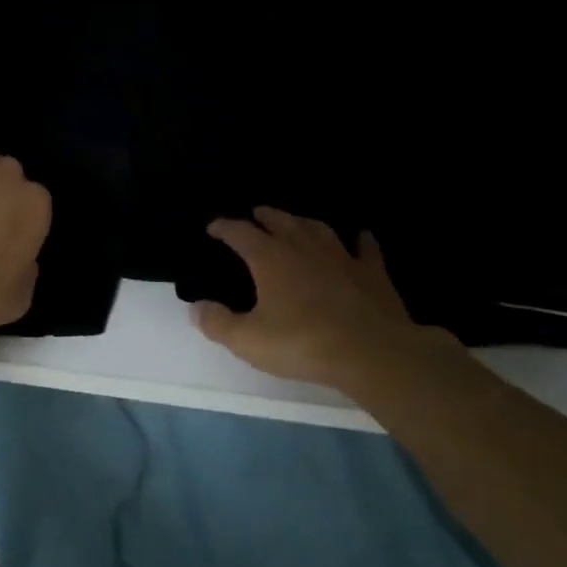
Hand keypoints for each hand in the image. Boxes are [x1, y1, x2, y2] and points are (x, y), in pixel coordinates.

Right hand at [194, 208, 458, 391]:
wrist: (371, 352)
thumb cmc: (302, 344)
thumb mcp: (248, 340)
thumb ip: (217, 322)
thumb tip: (195, 306)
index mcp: (270, 259)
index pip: (241, 233)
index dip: (225, 228)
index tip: (214, 226)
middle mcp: (303, 248)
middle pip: (280, 222)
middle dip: (265, 217)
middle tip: (256, 214)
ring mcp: (341, 257)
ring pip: (318, 229)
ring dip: (303, 222)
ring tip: (295, 221)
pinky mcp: (372, 272)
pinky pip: (365, 249)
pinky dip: (360, 240)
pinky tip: (361, 236)